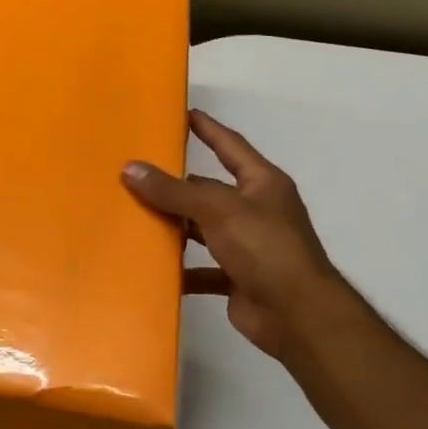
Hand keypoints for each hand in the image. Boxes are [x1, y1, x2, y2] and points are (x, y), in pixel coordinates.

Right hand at [123, 110, 348, 361]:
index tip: (184, 113)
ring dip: (176, 227)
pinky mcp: (237, 277)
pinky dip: (181, 270)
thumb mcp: (217, 210)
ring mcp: (248, 246)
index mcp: (262, 184)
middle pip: (210, 190)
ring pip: (203, 229)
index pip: (231, 146)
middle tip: (139, 172)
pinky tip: (153, 269)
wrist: (297, 315)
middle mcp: (256, 210)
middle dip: (178, 185)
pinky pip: (202, 269)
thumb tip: (130, 169)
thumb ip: (174, 191)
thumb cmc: (265, 249)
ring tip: (135, 218)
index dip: (209, 129)